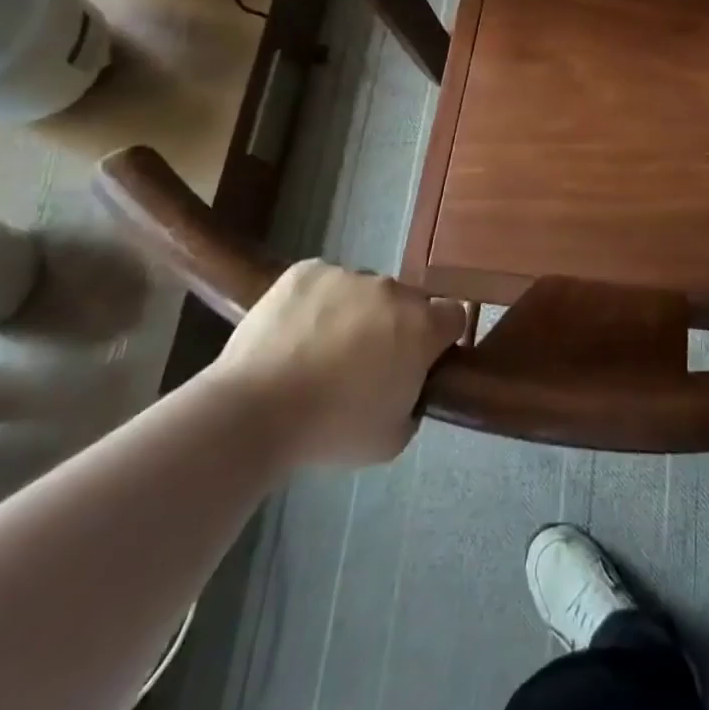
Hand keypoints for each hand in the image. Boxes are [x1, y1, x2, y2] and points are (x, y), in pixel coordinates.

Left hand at [209, 260, 466, 468]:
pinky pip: (323, 282)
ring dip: (354, 313)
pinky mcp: (306, 271)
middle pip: (405, 302)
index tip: (420, 360)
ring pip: (362, 291)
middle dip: (393, 326)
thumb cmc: (332, 429)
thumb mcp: (391, 438)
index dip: (440, 338)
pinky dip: (316, 302)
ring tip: (318, 350)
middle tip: (363, 364)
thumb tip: (406, 386)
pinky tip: (294, 333)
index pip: (454, 316)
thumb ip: (413, 402)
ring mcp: (348, 275)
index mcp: (422, 326)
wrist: (254, 410)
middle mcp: (392, 290)